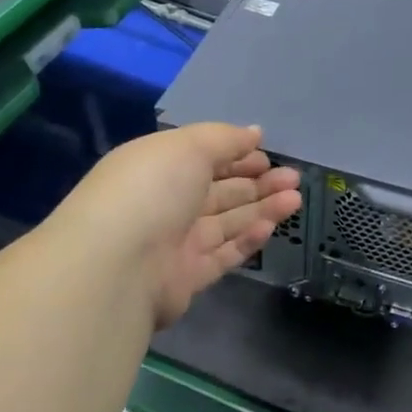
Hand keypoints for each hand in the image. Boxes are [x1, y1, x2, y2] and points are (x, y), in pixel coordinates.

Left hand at [48, 123, 300, 327]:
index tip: (268, 152)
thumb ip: (225, 139)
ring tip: (296, 198)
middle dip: (257, 181)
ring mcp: (175, 242)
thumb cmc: (151, 190)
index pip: (203, 158)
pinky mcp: (186, 277)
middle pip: (219, 190)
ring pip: (227, 221)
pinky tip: (272, 226)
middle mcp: (165, 203)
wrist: (116, 268)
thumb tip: (254, 133)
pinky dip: (248, 239)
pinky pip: (223, 254)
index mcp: (158, 167)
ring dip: (262, 208)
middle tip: (293, 176)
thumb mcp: (188, 147)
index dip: (236, 154)